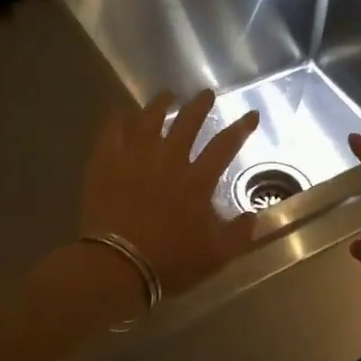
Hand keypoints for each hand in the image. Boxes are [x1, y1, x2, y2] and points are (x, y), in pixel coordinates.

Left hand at [80, 89, 259, 297]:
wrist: (115, 266)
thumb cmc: (168, 262)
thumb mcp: (215, 256)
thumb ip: (238, 234)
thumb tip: (254, 216)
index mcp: (197, 181)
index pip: (225, 145)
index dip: (241, 128)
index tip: (251, 114)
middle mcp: (168, 160)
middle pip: (187, 122)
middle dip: (199, 105)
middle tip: (206, 94)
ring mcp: (134, 157)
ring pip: (150, 119)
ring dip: (161, 104)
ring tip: (168, 95)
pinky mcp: (106, 163)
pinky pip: (112, 131)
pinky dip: (119, 119)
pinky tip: (122, 112)